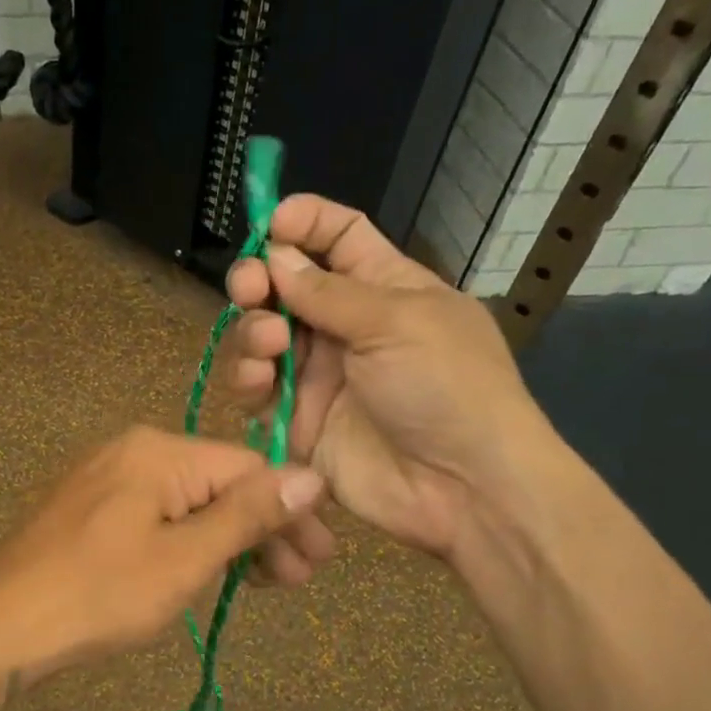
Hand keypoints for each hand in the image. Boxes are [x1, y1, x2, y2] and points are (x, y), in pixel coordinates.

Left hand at [0, 426, 324, 684]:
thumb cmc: (97, 596)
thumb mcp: (183, 559)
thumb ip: (248, 515)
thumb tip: (313, 476)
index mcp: (158, 451)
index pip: (248, 467)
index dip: (290, 512)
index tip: (319, 560)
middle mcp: (132, 451)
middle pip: (218, 484)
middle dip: (262, 530)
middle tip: (296, 581)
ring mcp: (106, 480)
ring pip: (188, 504)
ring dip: (228, 541)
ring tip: (259, 586)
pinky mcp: (89, 511)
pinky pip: (156, 517)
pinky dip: (188, 544)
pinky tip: (207, 573)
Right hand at [225, 194, 548, 569]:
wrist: (461, 488)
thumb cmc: (446, 387)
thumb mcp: (397, 322)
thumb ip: (328, 291)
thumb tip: (276, 254)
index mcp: (385, 288)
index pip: (339, 238)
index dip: (305, 223)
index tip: (269, 223)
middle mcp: (346, 327)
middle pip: (287, 287)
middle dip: (259, 280)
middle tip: (249, 287)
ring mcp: (320, 375)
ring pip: (263, 337)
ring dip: (254, 331)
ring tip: (270, 344)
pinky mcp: (298, 421)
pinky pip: (259, 391)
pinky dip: (249, 379)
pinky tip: (259, 380)